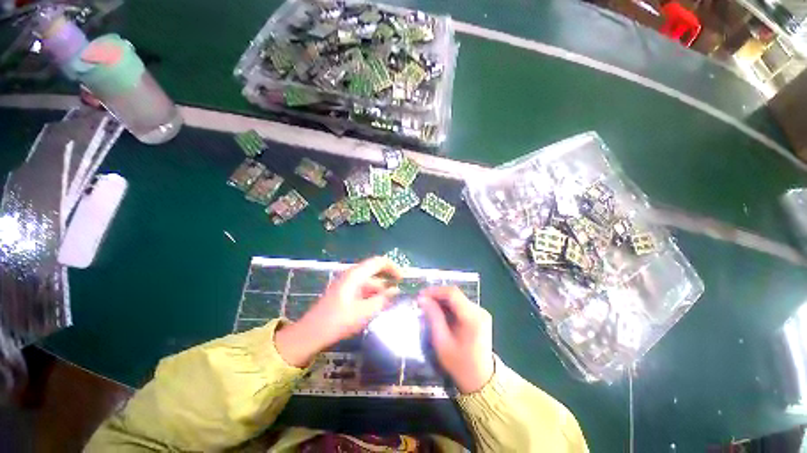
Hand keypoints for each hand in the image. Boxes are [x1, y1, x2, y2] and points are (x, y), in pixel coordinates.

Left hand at [275, 257, 400, 366]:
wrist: (311, 333)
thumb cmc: (338, 321)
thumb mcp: (364, 312)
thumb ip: (382, 300)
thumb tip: (396, 291)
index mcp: (356, 275)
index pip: (378, 262)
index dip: (392, 267)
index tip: (403, 278)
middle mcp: (352, 275)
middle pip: (375, 271)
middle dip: (388, 279)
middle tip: (401, 289)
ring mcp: (348, 284)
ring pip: (370, 282)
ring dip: (382, 289)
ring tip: (393, 301)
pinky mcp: (346, 293)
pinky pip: (364, 290)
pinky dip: (373, 295)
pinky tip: (380, 306)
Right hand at [419, 286, 494, 393]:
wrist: (481, 380)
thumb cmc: (459, 364)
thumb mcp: (441, 342)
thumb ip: (433, 317)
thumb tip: (422, 298)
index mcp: (472, 317)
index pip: (452, 293)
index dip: (435, 291)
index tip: (420, 295)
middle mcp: (479, 311)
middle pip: (455, 294)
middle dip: (437, 295)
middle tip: (422, 302)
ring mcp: (481, 312)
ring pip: (458, 298)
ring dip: (442, 300)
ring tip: (428, 307)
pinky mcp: (480, 316)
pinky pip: (461, 305)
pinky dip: (449, 306)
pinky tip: (440, 313)